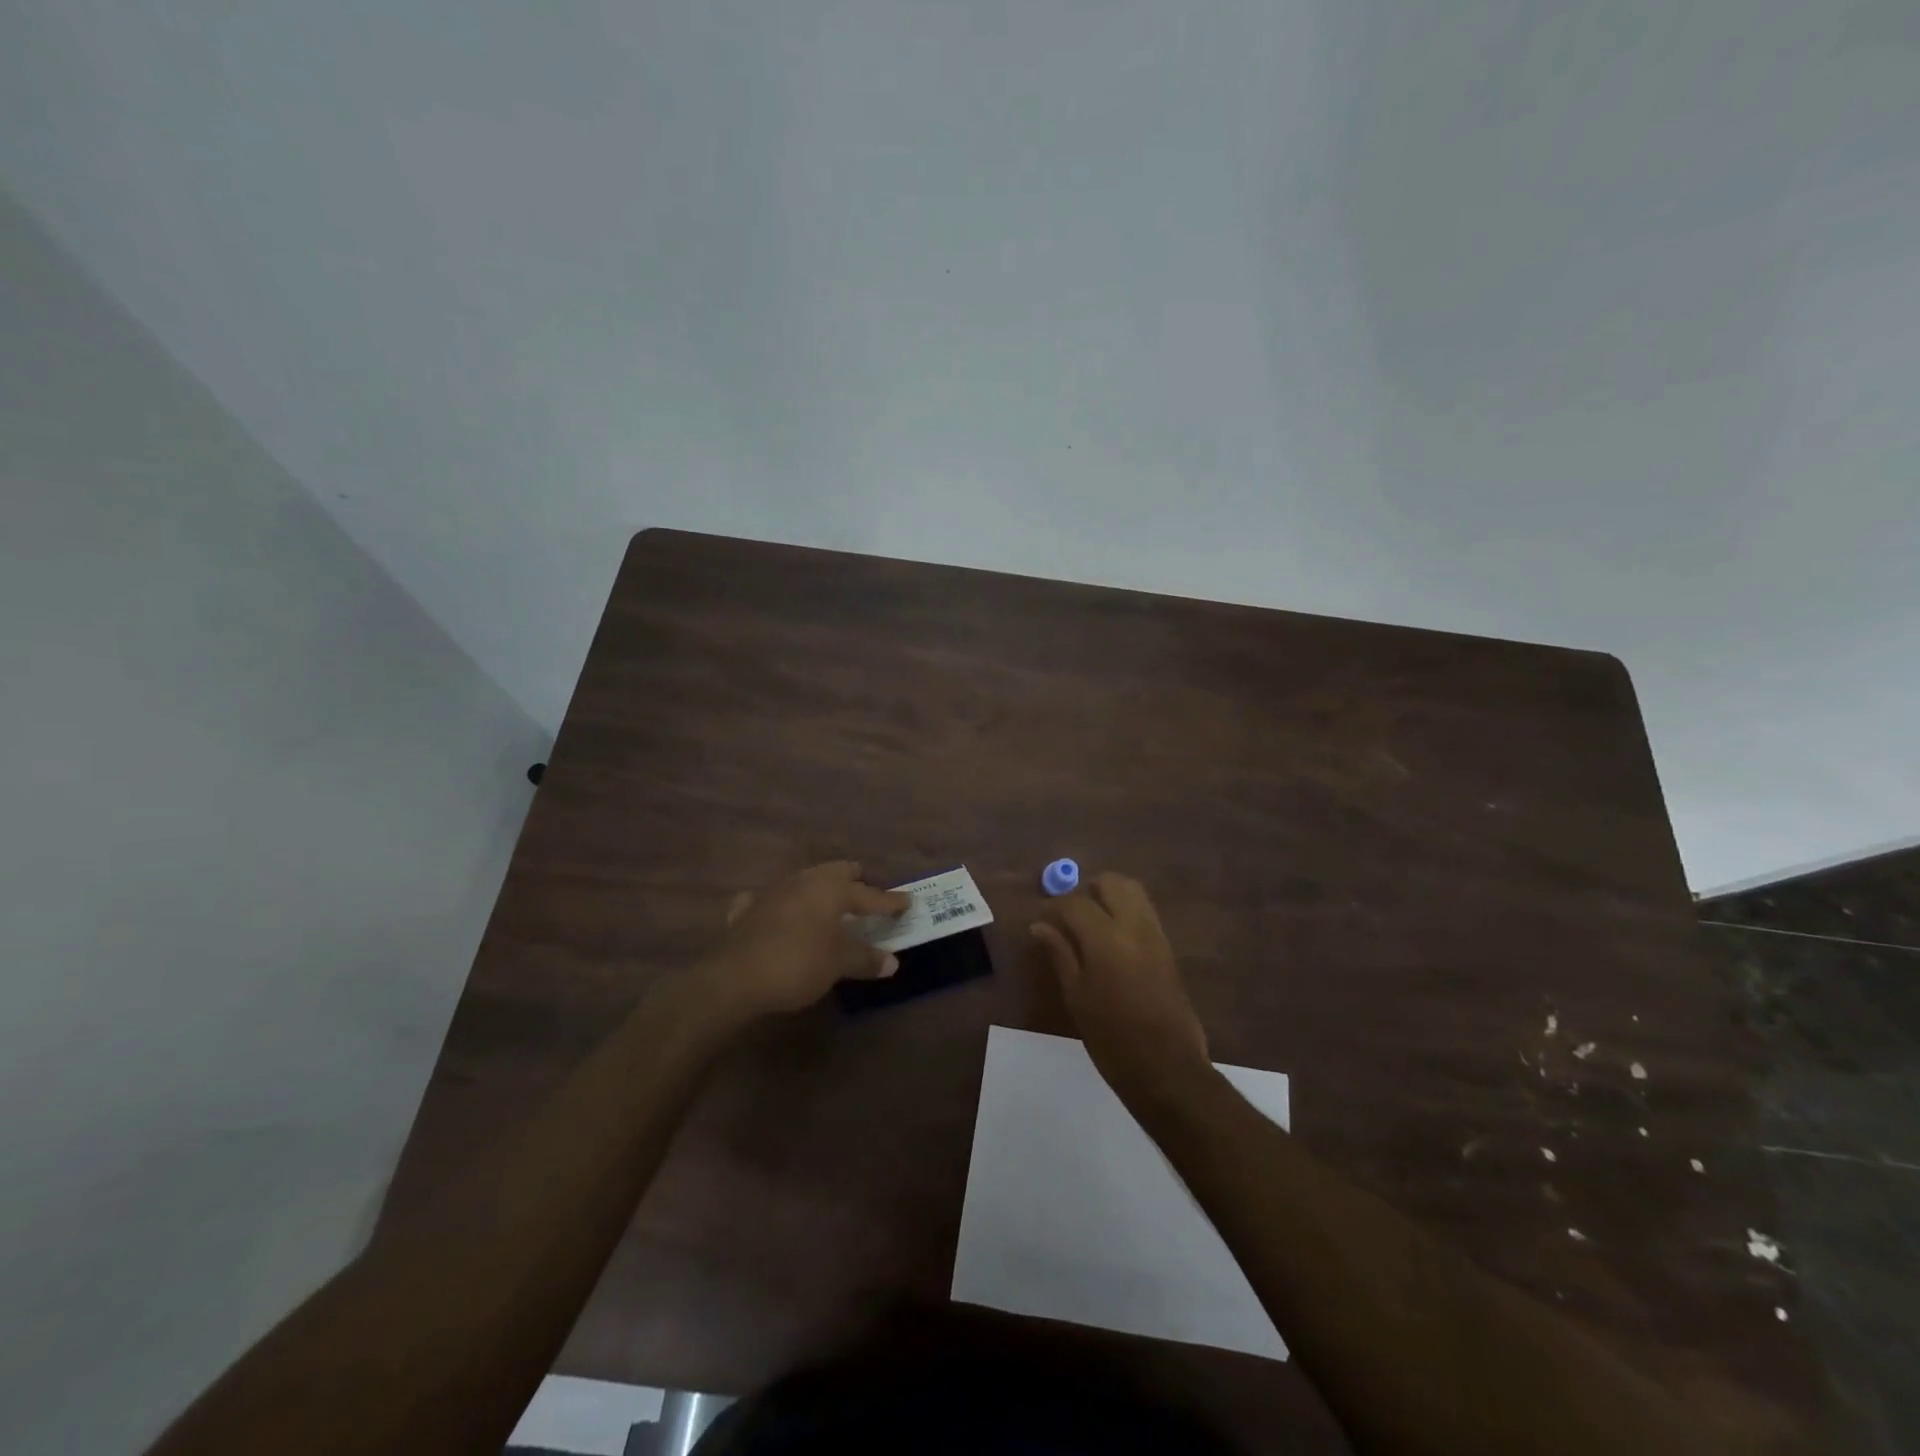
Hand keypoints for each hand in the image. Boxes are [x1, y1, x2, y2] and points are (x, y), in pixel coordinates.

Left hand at [696, 862, 910, 1021]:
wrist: (735, 977)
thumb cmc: (798, 963)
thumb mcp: (839, 964)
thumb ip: (866, 959)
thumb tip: (892, 962)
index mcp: (831, 889)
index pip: (869, 894)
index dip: (890, 901)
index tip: (908, 902)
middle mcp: (804, 881)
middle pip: (836, 873)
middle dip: (854, 881)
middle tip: (867, 894)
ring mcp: (773, 891)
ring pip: (805, 881)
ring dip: (819, 890)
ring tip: (829, 903)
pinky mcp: (748, 909)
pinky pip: (771, 900)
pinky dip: (782, 906)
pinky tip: (780, 915)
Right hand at [1031, 872, 1211, 1102]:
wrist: (1166, 1067)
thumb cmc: (1111, 1037)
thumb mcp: (1076, 996)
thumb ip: (1060, 953)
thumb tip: (1040, 925)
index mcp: (1106, 938)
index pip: (1075, 902)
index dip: (1054, 906)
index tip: (1042, 920)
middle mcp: (1134, 926)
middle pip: (1111, 883)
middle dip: (1087, 890)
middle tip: (1069, 914)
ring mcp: (1155, 934)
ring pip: (1133, 891)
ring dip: (1109, 896)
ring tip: (1089, 922)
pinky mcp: (1167, 948)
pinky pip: (1144, 911)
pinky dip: (1125, 910)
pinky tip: (1109, 938)